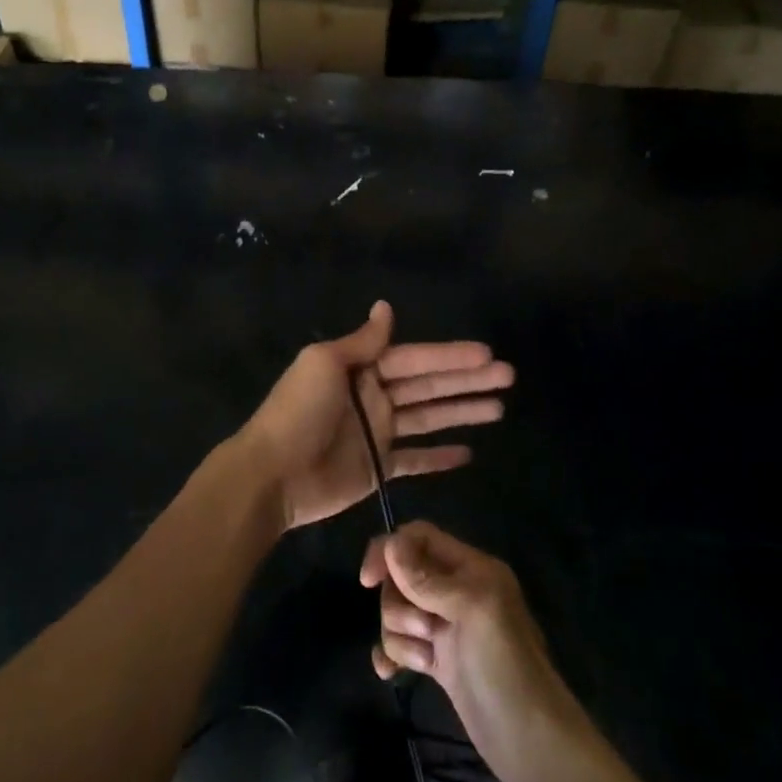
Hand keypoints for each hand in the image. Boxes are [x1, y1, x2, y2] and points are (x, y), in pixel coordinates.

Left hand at [236, 302, 512, 531]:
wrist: (273, 473)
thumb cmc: (299, 412)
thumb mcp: (325, 364)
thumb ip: (362, 342)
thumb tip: (385, 307)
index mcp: (362, 370)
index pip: (416, 359)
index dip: (451, 356)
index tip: (486, 354)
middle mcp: (374, 397)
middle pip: (429, 386)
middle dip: (467, 381)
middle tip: (509, 378)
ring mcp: (378, 434)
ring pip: (429, 419)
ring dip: (462, 412)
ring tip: (499, 409)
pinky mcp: (379, 468)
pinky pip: (416, 459)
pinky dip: (439, 457)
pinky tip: (468, 452)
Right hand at [361, 521, 590, 781]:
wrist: (530, 742)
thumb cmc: (506, 666)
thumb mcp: (471, 610)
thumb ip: (428, 578)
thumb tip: (390, 544)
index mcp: (471, 568)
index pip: (419, 538)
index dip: (390, 551)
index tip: (369, 581)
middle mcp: (457, 591)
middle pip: (402, 577)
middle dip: (399, 603)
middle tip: (425, 630)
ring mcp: (446, 627)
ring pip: (398, 611)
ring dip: (399, 635)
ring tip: (425, 659)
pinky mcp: (439, 660)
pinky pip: (400, 643)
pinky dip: (392, 654)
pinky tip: (390, 673)